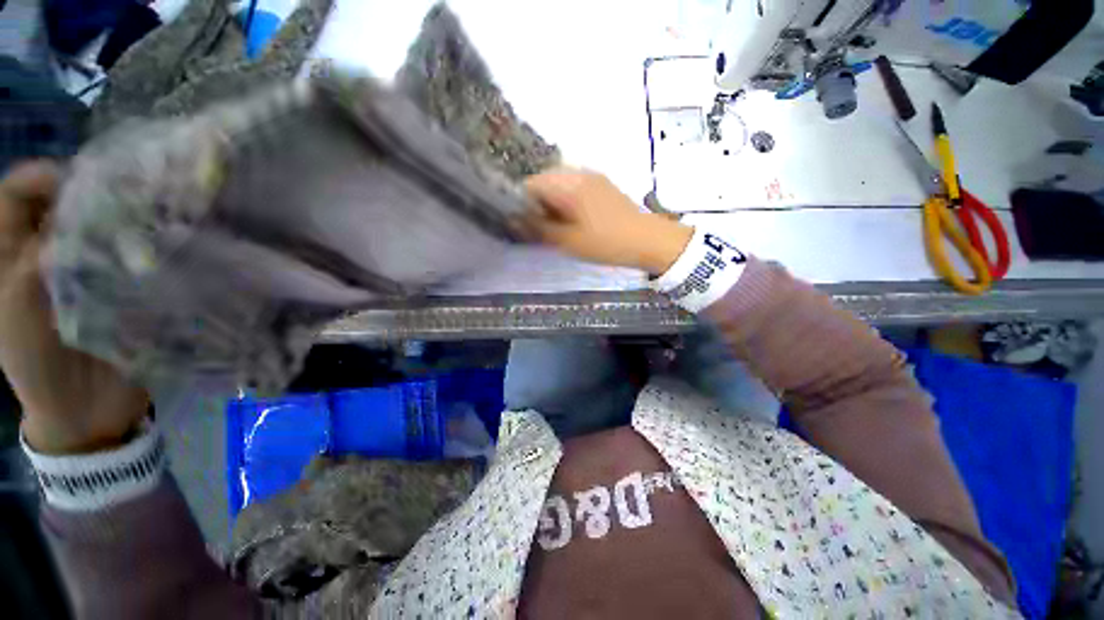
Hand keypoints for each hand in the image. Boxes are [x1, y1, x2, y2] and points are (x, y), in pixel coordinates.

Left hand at [0, 162, 148, 454]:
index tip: (81, 183)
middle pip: (68, 203)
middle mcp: (50, 249)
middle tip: (129, 201)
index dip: (45, 178)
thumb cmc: (36, 364)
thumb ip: (35, 263)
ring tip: (154, 223)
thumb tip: (79, 218)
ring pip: (104, 227)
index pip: (20, 193)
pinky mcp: (122, 286)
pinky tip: (166, 248)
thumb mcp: (16, 312)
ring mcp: (89, 268)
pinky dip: (148, 247)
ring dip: (126, 222)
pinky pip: (133, 256)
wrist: (84, 409)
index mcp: (14, 252)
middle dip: (94, 195)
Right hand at [523, 168, 692, 273]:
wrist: (646, 240)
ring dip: (552, 202)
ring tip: (558, 224)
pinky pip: (574, 186)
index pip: (530, 184)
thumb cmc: (605, 242)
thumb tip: (514, 221)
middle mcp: (578, 172)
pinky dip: (566, 199)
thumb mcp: (568, 241)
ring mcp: (592, 176)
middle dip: (537, 202)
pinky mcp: (601, 184)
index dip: (521, 203)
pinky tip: (573, 218)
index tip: (524, 223)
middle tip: (541, 227)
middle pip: (544, 180)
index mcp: (568, 184)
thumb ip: (539, 229)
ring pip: (559, 183)